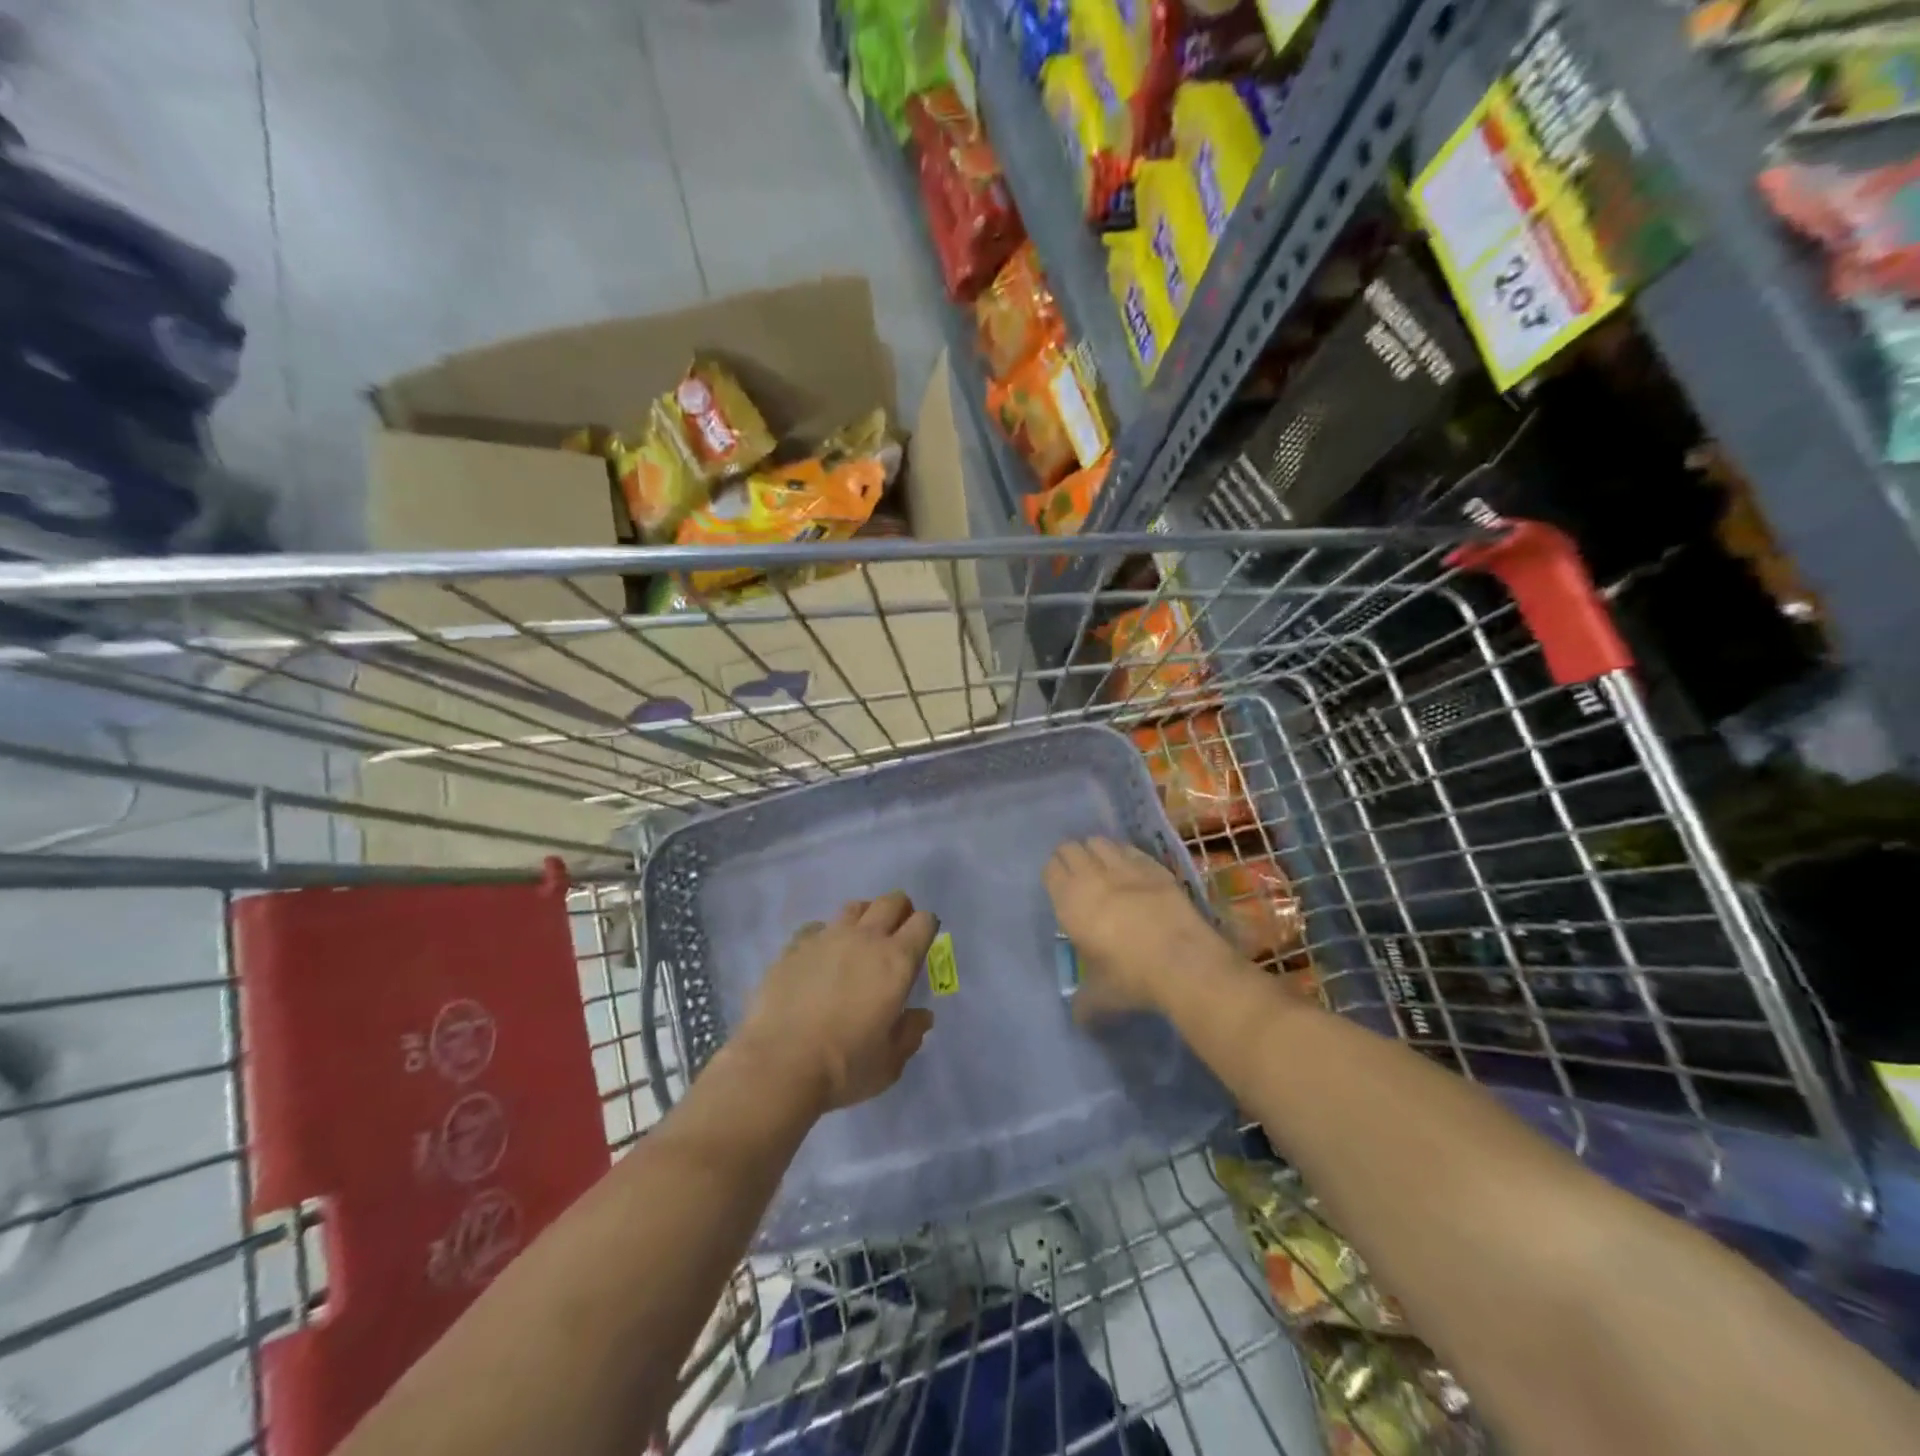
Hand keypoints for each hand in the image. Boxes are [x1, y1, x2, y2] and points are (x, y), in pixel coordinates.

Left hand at [738, 892, 936, 1111]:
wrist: (779, 1064)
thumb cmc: (845, 1066)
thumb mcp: (890, 1062)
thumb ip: (910, 1034)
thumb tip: (921, 1017)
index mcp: (897, 961)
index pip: (923, 921)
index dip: (926, 927)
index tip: (922, 944)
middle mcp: (865, 938)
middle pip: (891, 901)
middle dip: (900, 911)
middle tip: (896, 934)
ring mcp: (827, 937)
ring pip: (854, 907)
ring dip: (864, 917)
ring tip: (858, 941)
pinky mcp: (794, 946)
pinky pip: (816, 927)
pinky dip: (824, 936)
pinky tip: (819, 958)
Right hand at [1045, 837, 1226, 1019]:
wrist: (1183, 963)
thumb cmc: (1131, 978)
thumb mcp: (1100, 998)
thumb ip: (1084, 1004)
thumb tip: (1079, 1018)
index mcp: (1071, 902)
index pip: (1051, 869)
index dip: (1053, 875)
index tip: (1059, 887)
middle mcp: (1093, 877)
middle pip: (1072, 848)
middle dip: (1071, 857)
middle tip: (1077, 876)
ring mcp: (1126, 868)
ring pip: (1100, 842)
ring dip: (1096, 851)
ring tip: (1102, 868)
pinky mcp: (1155, 867)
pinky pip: (1131, 850)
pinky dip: (1125, 855)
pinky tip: (1131, 870)